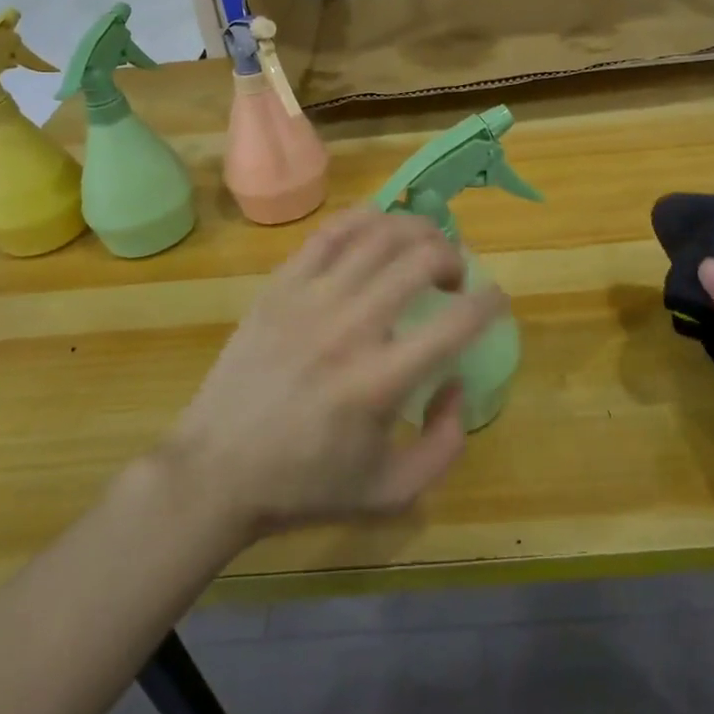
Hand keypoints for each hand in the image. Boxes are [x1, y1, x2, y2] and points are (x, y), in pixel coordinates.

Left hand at [164, 207, 508, 540]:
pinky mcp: (281, 285)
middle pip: (420, 259)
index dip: (491, 301)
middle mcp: (351, 327)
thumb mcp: (390, 492)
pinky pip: (332, 232)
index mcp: (381, 381)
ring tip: (422, 249)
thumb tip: (457, 385)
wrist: (216, 470)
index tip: (497, 299)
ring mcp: (311, 298)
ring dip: (416, 232)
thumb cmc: (306, 484)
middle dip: (453, 257)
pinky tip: (379, 231)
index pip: (457, 321)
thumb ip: (445, 446)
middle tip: (454, 277)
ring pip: (379, 233)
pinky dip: (366, 220)